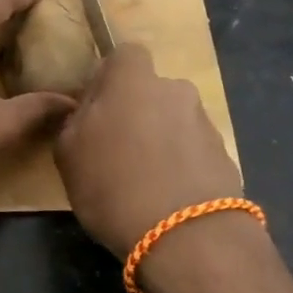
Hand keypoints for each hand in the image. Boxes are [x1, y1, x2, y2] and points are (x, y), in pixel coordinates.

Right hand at [54, 44, 242, 256]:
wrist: (187, 238)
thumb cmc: (113, 185)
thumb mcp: (68, 154)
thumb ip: (73, 121)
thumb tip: (86, 111)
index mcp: (133, 80)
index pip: (125, 53)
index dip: (110, 76)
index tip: (96, 108)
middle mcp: (174, 90)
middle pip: (151, 90)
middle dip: (136, 111)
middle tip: (117, 149)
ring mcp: (205, 123)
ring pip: (173, 120)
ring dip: (160, 139)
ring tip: (144, 181)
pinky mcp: (225, 157)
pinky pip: (193, 150)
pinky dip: (180, 165)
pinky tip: (167, 198)